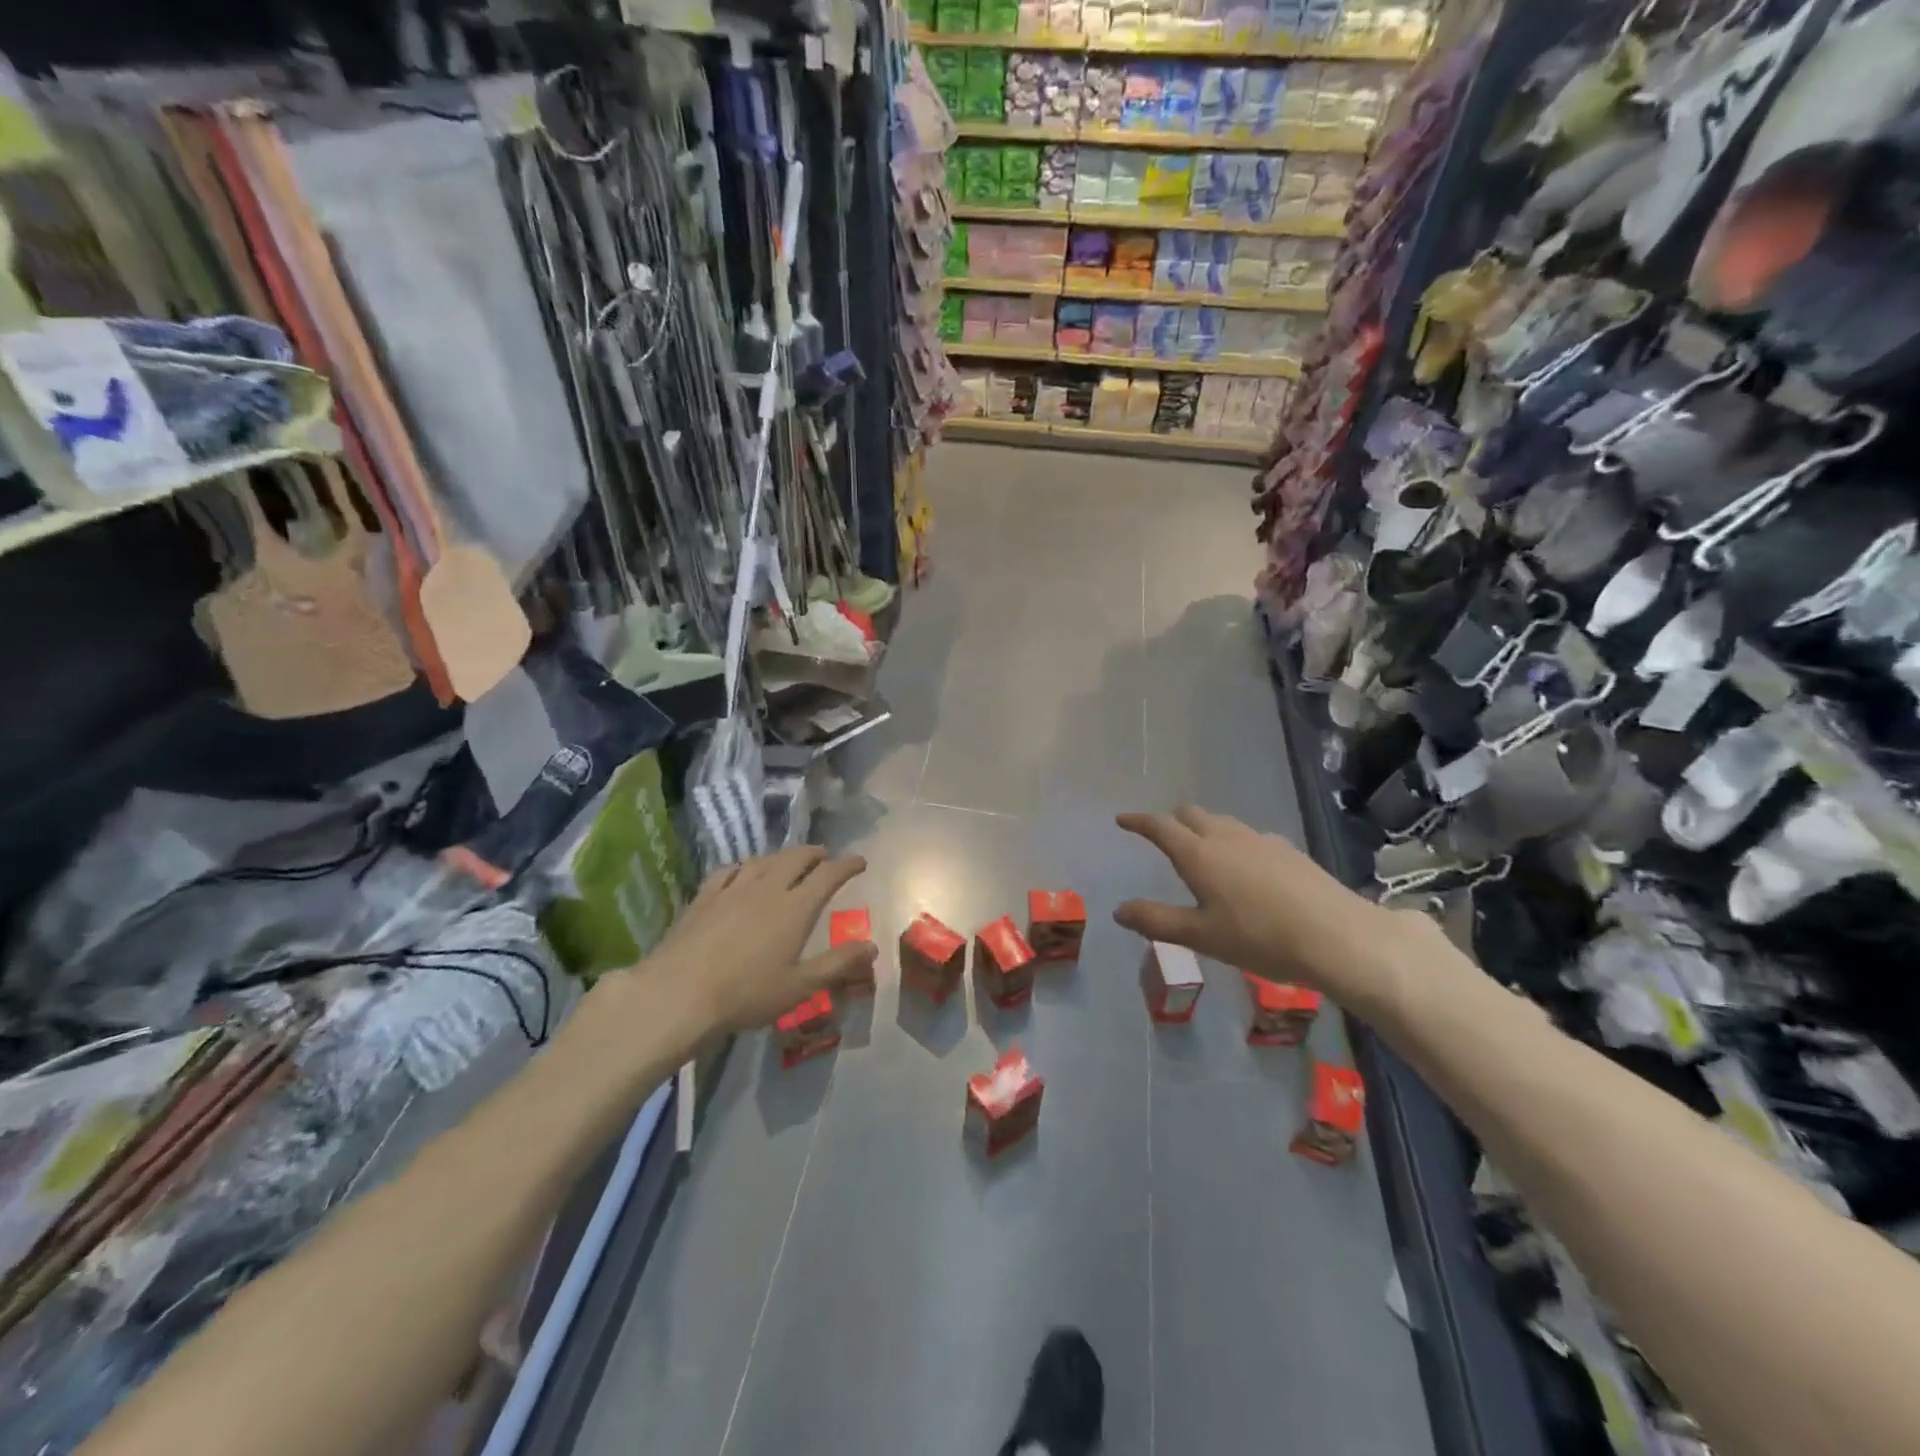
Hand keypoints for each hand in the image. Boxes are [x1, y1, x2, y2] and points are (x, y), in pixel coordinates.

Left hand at [634, 846, 875, 1034]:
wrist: (677, 993)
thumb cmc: (745, 994)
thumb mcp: (799, 987)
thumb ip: (837, 964)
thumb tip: (872, 946)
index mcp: (795, 908)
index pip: (828, 875)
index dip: (847, 865)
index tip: (860, 861)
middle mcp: (767, 889)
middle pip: (796, 858)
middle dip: (815, 854)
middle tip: (825, 857)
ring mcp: (733, 889)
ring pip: (764, 860)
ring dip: (782, 857)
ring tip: (789, 862)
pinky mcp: (704, 897)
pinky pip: (729, 870)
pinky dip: (745, 867)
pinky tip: (741, 873)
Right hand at [1115, 806, 1420, 1010]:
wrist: (1336, 935)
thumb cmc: (1259, 937)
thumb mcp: (1200, 936)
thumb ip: (1157, 921)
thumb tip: (1119, 910)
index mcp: (1199, 855)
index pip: (1160, 826)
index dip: (1138, 821)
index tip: (1122, 819)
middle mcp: (1226, 837)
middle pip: (1191, 814)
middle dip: (1171, 820)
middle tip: (1161, 835)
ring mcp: (1260, 840)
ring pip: (1222, 822)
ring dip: (1203, 828)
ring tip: (1201, 849)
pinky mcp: (1287, 850)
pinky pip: (1248, 835)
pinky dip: (1233, 841)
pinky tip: (1246, 867)